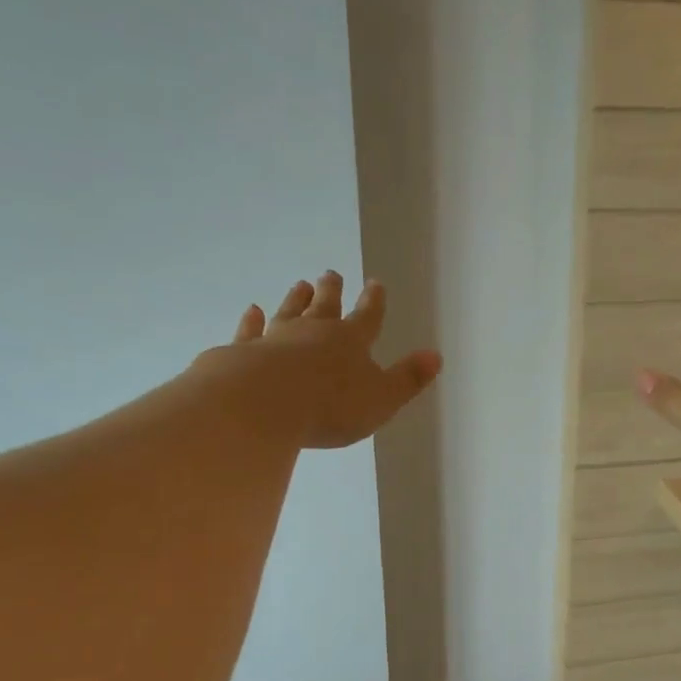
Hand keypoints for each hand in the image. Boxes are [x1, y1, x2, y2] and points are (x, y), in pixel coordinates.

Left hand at [215, 270, 441, 448]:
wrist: (264, 403)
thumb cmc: (331, 406)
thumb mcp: (382, 399)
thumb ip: (407, 379)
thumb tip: (435, 356)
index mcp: (351, 342)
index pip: (367, 317)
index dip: (374, 302)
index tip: (375, 283)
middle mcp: (314, 332)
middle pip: (325, 307)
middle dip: (331, 291)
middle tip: (331, 274)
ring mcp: (276, 339)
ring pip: (289, 312)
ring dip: (296, 299)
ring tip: (300, 285)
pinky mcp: (244, 351)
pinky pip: (251, 331)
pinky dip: (252, 321)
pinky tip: (252, 311)